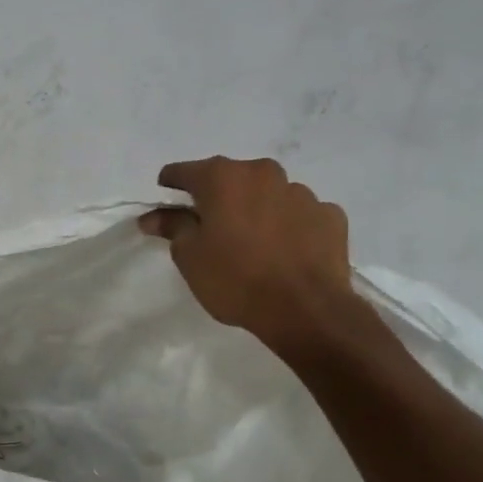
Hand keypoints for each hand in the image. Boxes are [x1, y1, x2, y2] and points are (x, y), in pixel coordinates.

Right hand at [140, 157, 361, 358]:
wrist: (305, 309)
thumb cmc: (234, 278)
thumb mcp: (189, 256)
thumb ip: (172, 227)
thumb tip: (153, 216)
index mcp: (223, 178)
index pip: (184, 172)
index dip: (171, 184)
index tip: (165, 198)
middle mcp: (263, 174)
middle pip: (230, 178)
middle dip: (216, 196)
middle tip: (209, 226)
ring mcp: (301, 193)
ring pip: (267, 195)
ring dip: (255, 210)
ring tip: (251, 243)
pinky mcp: (329, 216)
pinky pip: (298, 214)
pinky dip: (287, 225)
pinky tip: (284, 250)